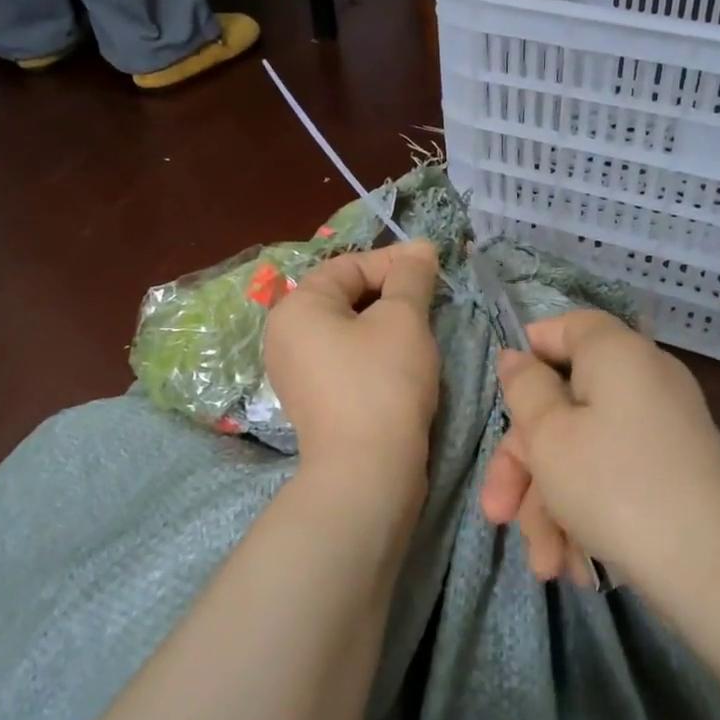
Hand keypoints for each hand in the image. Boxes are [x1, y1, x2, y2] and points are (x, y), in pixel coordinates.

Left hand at [264, 241, 441, 491]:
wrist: (367, 471)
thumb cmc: (383, 383)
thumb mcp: (403, 319)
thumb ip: (411, 276)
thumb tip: (420, 248)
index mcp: (297, 307)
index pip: (349, 266)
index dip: (394, 262)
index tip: (434, 268)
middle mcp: (285, 335)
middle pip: (344, 295)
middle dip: (390, 293)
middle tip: (430, 301)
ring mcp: (295, 371)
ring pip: (347, 329)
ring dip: (385, 323)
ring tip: (420, 332)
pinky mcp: (313, 399)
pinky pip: (344, 358)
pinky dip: (372, 352)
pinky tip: (400, 364)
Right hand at [480, 311, 719, 601]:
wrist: (713, 570)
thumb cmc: (613, 486)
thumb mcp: (548, 435)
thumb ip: (525, 389)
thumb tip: (517, 357)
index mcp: (617, 355)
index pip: (568, 327)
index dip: (529, 353)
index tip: (503, 397)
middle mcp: (645, 382)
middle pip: (565, 405)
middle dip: (525, 466)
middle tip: (498, 515)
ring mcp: (663, 431)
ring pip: (584, 453)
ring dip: (551, 507)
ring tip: (546, 565)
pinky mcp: (674, 474)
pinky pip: (614, 479)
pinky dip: (588, 515)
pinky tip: (577, 565)